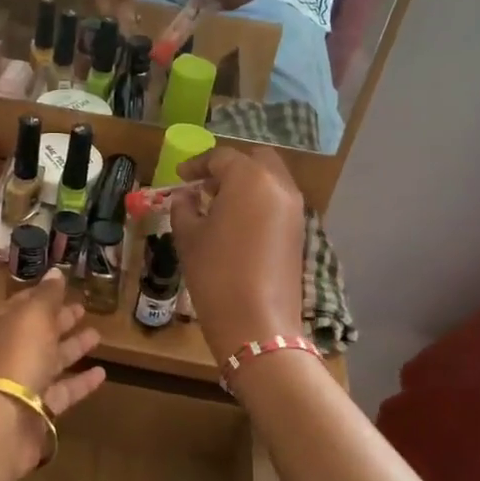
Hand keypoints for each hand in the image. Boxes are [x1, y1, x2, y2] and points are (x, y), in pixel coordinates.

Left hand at [0, 270, 106, 473]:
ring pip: (51, 360)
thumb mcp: (34, 315)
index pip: (23, 303)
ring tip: (98, 336)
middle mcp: (11, 351)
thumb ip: (47, 294)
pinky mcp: (38, 409)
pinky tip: (102, 373)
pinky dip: (81, 382)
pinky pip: (63, 391)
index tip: (63, 286)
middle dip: (59, 319)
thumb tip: (56, 271)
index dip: (43, 294)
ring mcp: (24, 381)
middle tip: (83, 309)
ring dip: (73, 348)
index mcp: (3, 324)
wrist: (3, 419)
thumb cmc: (18, 355)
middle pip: (38, 331)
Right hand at [170, 147, 306, 357]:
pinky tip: (236, 224)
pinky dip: (258, 202)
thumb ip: (184, 207)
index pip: (221, 157)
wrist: (256, 322)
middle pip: (255, 160)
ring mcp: (294, 209)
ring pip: (271, 180)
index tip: (180, 176)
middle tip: (205, 185)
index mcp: (249, 178)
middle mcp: (278, 185)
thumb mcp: (189, 237)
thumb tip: (186, 196)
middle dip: (230, 167)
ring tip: (218, 205)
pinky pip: (278, 202)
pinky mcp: (299, 232)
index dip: (197, 164)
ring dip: (246, 184)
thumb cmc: (215, 272)